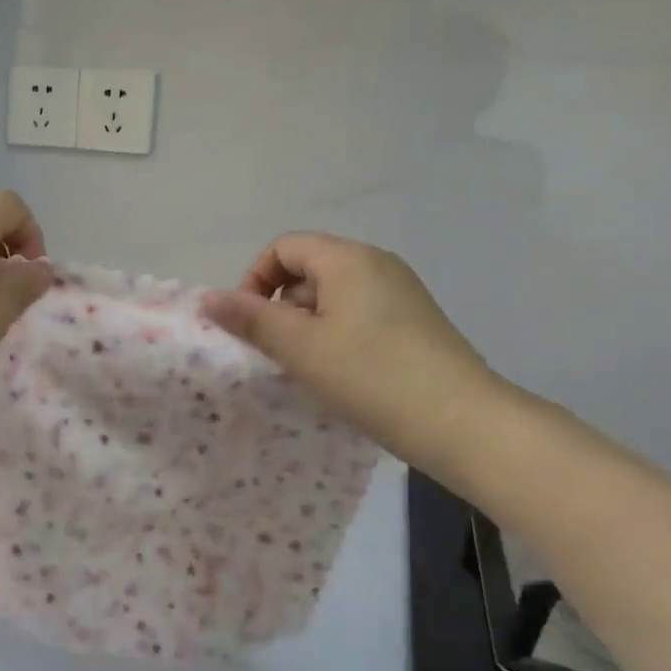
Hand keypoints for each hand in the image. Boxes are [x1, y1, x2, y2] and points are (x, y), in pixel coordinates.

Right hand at [199, 233, 501, 460]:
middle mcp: (377, 264)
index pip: (284, 247)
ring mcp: (401, 293)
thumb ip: (251, 318)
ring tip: (304, 369)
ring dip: (306, 326)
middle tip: (274, 352)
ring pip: (333, 296)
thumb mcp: (301, 347)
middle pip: (308, 269)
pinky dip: (335, 336)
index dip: (254, 279)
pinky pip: (358, 315)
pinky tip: (338, 375)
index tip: (248, 324)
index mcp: (349, 259)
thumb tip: (208, 298)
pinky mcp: (415, 322)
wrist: (462, 423)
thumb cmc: (371, 377)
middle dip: (279, 306)